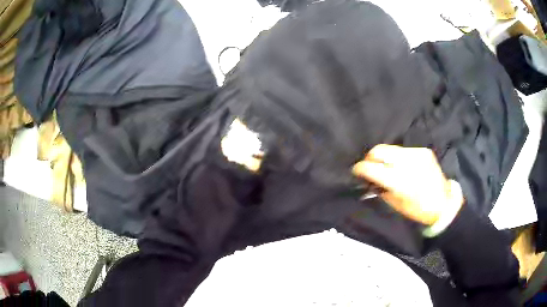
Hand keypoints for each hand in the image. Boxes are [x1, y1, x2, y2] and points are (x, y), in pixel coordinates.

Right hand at [352, 144, 463, 225]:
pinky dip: (398, 158)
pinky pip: (403, 150)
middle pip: (379, 150)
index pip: (372, 168)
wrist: (444, 203)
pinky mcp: (423, 151)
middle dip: (370, 158)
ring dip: (384, 157)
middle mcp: (407, 163)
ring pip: (390, 148)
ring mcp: (417, 154)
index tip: (355, 171)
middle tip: (369, 167)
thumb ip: (381, 190)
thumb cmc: (418, 210)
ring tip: (386, 167)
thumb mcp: (396, 205)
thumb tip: (369, 180)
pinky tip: (402, 167)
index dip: (360, 168)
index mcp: (400, 181)